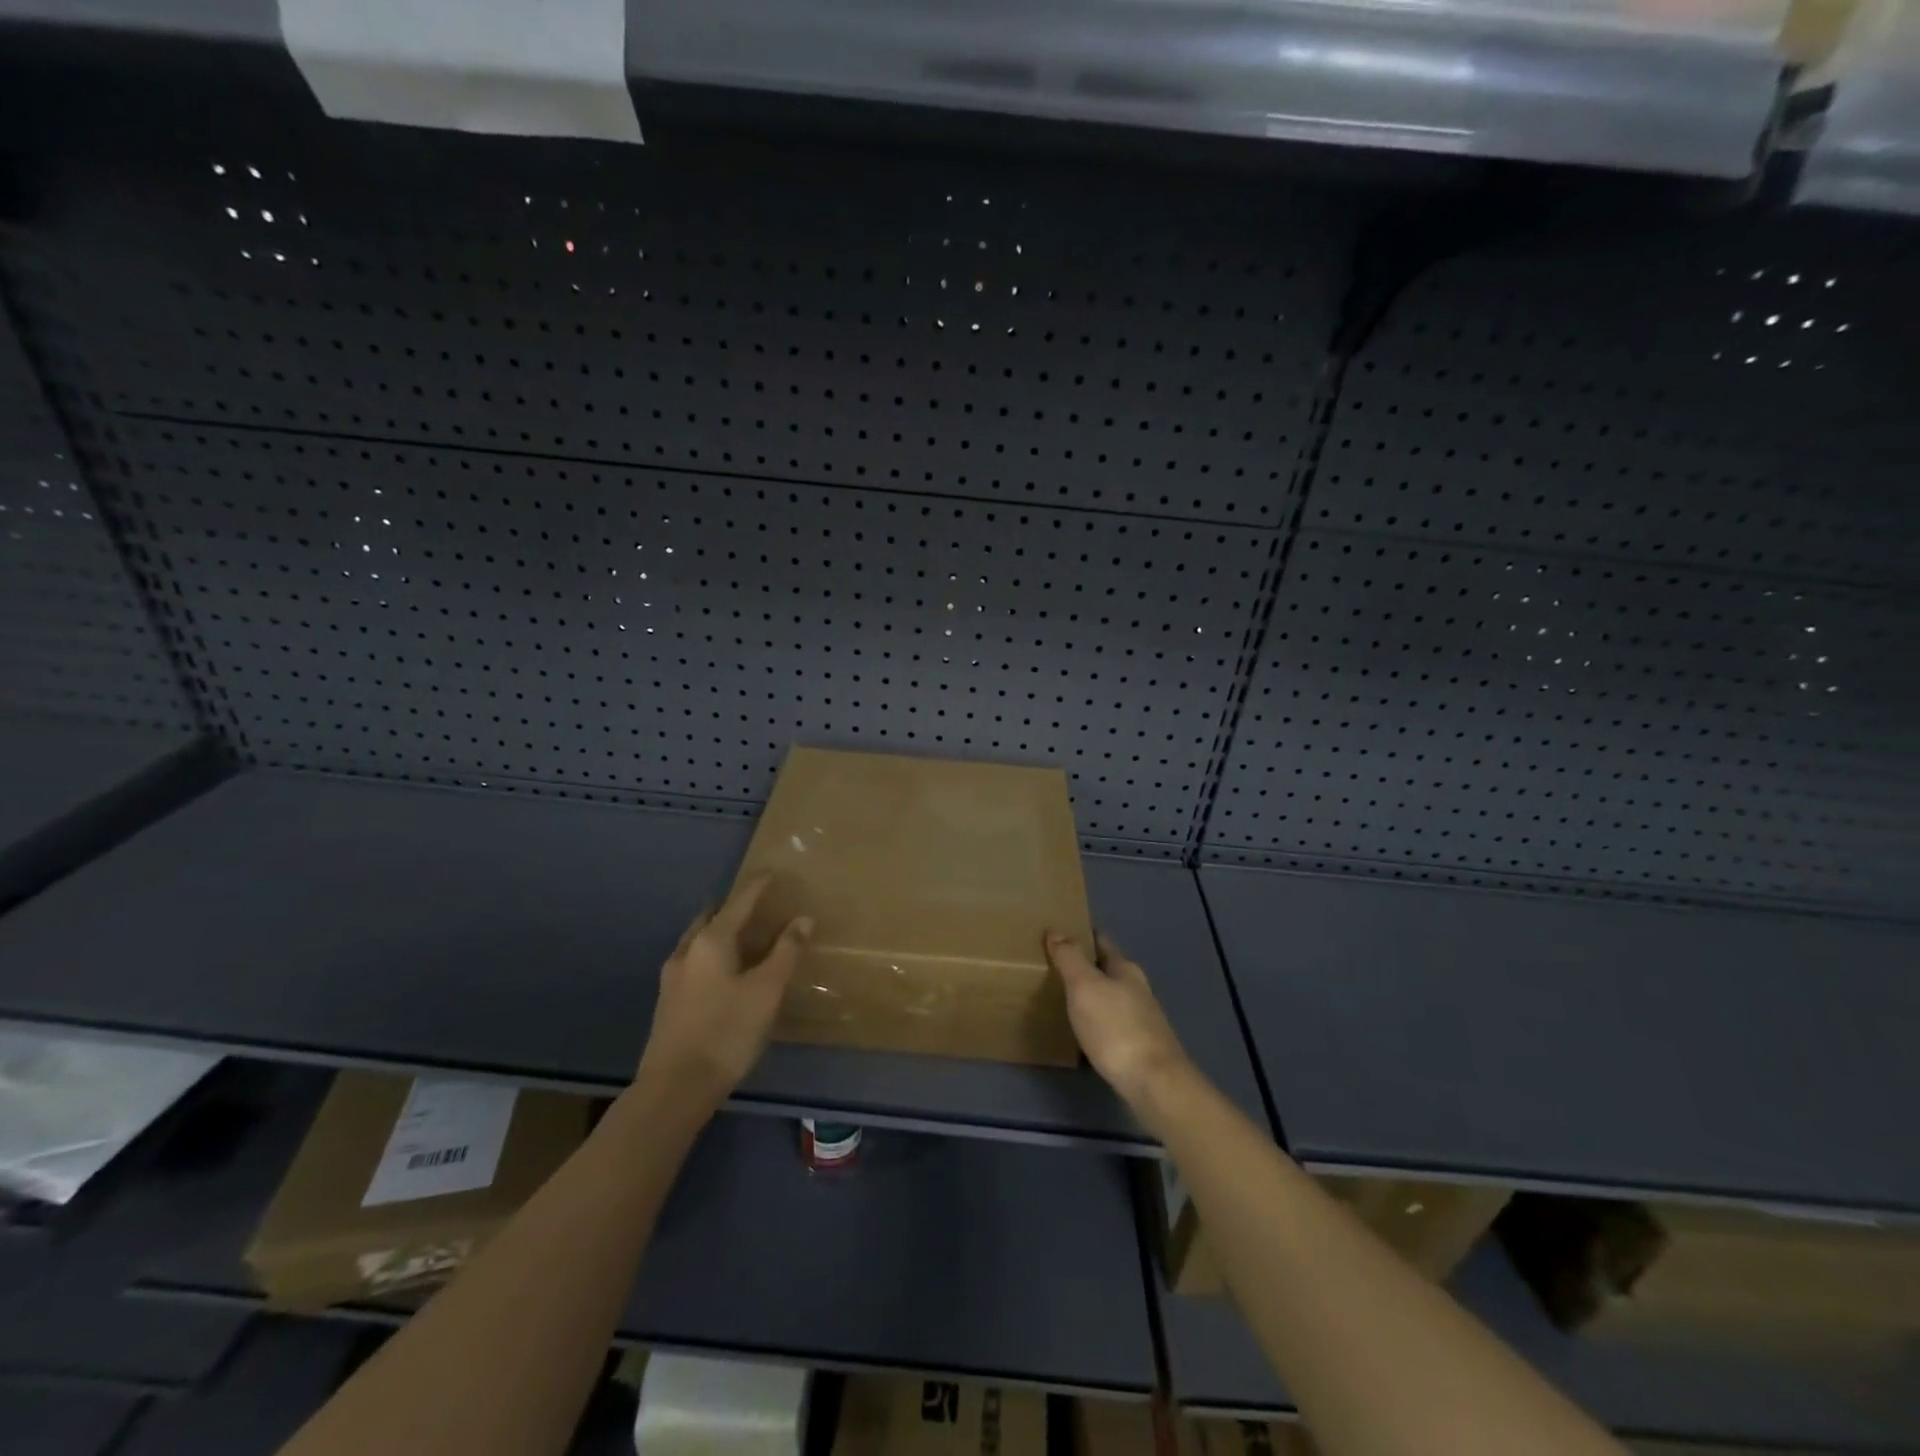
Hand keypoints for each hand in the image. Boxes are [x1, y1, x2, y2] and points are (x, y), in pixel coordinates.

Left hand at [638, 874, 811, 1104]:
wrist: (675, 1088)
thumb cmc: (727, 1031)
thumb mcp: (767, 990)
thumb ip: (786, 952)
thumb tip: (802, 919)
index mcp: (711, 941)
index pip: (739, 902)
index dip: (757, 886)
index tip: (772, 873)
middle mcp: (687, 951)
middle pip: (711, 917)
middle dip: (733, 908)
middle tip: (757, 907)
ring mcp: (672, 977)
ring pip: (698, 940)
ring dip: (719, 931)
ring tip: (743, 938)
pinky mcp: (668, 1001)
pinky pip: (693, 961)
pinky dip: (711, 954)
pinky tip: (724, 973)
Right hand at [1044, 931, 1192, 1113]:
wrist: (1154, 1084)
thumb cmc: (1116, 1028)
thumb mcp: (1085, 986)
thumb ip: (1070, 958)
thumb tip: (1056, 930)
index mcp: (1125, 969)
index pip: (1101, 941)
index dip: (1080, 935)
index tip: (1056, 934)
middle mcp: (1136, 989)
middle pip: (1106, 969)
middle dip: (1083, 966)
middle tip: (1051, 967)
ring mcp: (1141, 1019)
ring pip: (1110, 997)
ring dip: (1089, 995)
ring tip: (1060, 998)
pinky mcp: (1139, 1047)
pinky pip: (1111, 1024)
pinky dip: (1095, 1021)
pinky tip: (1081, 1031)